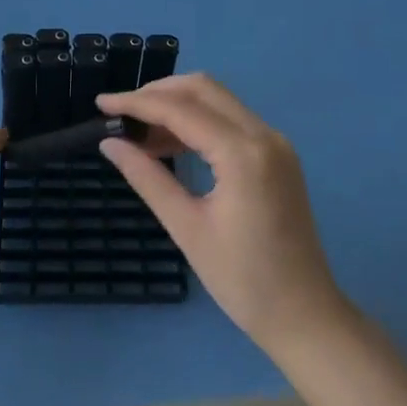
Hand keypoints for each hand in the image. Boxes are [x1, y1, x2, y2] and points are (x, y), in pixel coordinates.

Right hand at [98, 74, 346, 354]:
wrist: (305, 316)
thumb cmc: (243, 280)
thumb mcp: (187, 228)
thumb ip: (147, 177)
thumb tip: (110, 143)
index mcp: (243, 153)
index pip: (181, 109)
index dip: (137, 102)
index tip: (101, 104)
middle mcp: (263, 135)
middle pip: (203, 89)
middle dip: (158, 93)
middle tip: (120, 113)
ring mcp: (275, 143)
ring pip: (218, 100)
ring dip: (178, 105)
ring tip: (138, 131)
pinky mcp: (277, 155)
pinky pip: (231, 120)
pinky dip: (198, 121)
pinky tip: (169, 143)